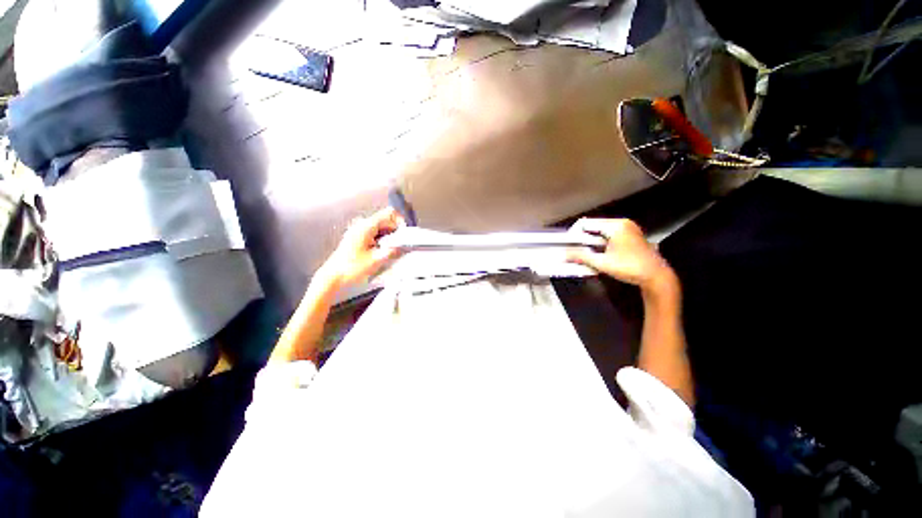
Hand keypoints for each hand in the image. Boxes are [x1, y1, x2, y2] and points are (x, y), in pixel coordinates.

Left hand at [318, 207, 404, 290]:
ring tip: (391, 252)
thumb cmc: (351, 269)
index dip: (400, 222)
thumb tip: (404, 246)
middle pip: (386, 221)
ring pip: (382, 229)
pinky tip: (382, 254)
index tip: (404, 234)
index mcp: (367, 226)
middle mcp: (362, 226)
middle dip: (396, 232)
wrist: (333, 278)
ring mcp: (359, 232)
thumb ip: (394, 250)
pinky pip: (376, 235)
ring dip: (390, 239)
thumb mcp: (377, 260)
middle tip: (400, 246)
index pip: (389, 213)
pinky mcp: (358, 240)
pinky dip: (383, 242)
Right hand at [567, 218, 676, 295]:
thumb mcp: (602, 263)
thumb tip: (564, 255)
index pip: (586, 223)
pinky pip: (609, 236)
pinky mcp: (631, 236)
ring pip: (601, 232)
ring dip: (591, 242)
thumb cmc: (630, 267)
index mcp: (615, 226)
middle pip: (594, 227)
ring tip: (585, 254)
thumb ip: (581, 257)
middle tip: (575, 251)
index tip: (569, 245)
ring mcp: (628, 229)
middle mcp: (622, 223)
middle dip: (582, 238)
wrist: (656, 277)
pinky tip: (598, 254)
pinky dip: (600, 243)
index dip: (574, 233)